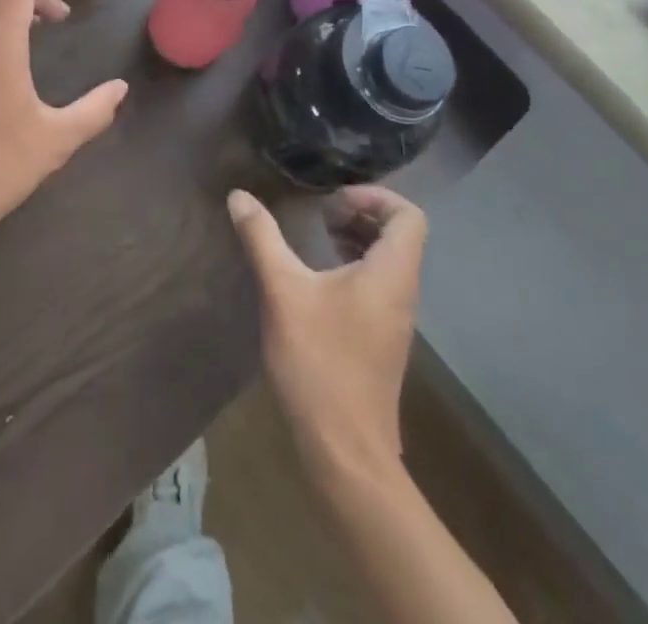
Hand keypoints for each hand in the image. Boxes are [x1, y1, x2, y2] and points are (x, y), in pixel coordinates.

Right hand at [229, 186, 426, 474]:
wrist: (346, 451)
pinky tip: (317, 280)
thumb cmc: (319, 362)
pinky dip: (354, 267)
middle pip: (400, 235)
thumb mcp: (282, 291)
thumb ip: (261, 238)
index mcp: (391, 273)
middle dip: (361, 215)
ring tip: (317, 239)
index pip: (409, 216)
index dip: (375, 197)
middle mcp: (403, 292)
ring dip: (357, 241)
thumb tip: (239, 195)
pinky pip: (379, 285)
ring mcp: (396, 320)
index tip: (333, 202)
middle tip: (321, 216)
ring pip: (389, 262)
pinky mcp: (383, 341)